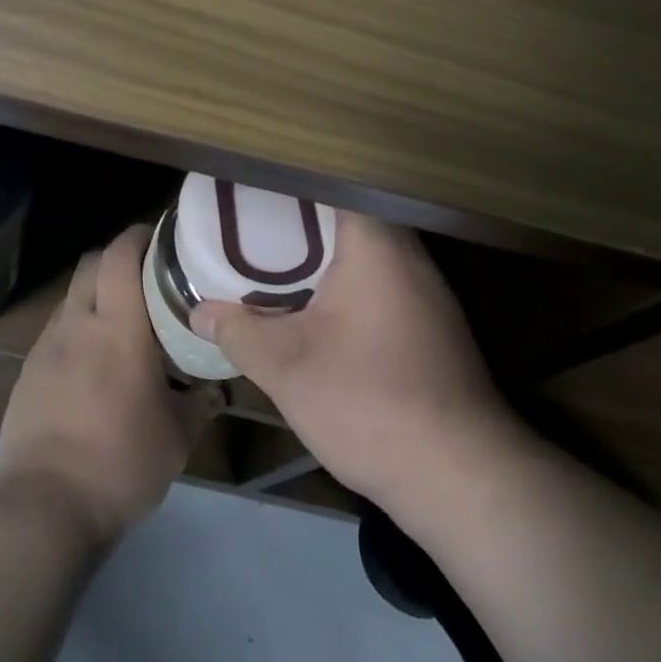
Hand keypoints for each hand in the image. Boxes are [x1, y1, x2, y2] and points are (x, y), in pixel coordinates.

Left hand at [0, 225, 222, 546]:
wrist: (43, 507)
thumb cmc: (120, 462)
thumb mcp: (177, 437)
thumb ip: (199, 403)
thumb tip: (216, 389)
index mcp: (117, 327)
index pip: (120, 256)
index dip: (138, 236)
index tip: (160, 236)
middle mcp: (77, 324)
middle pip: (91, 265)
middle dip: (117, 259)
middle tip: (147, 277)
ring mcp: (46, 347)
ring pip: (72, 297)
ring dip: (95, 295)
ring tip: (121, 321)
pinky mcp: (27, 373)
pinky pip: (56, 332)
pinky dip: (77, 329)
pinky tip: (92, 362)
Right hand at [191, 213, 514, 516]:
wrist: (460, 476)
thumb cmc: (368, 404)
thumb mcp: (286, 369)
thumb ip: (238, 332)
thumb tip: (200, 311)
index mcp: (375, 245)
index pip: (331, 185)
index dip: (289, 184)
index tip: (252, 191)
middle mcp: (409, 254)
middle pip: (347, 217)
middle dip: (299, 222)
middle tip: (252, 227)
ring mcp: (428, 289)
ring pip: (366, 251)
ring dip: (324, 255)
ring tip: (275, 261)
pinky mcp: (434, 323)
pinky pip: (382, 280)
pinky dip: (347, 282)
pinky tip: (318, 308)